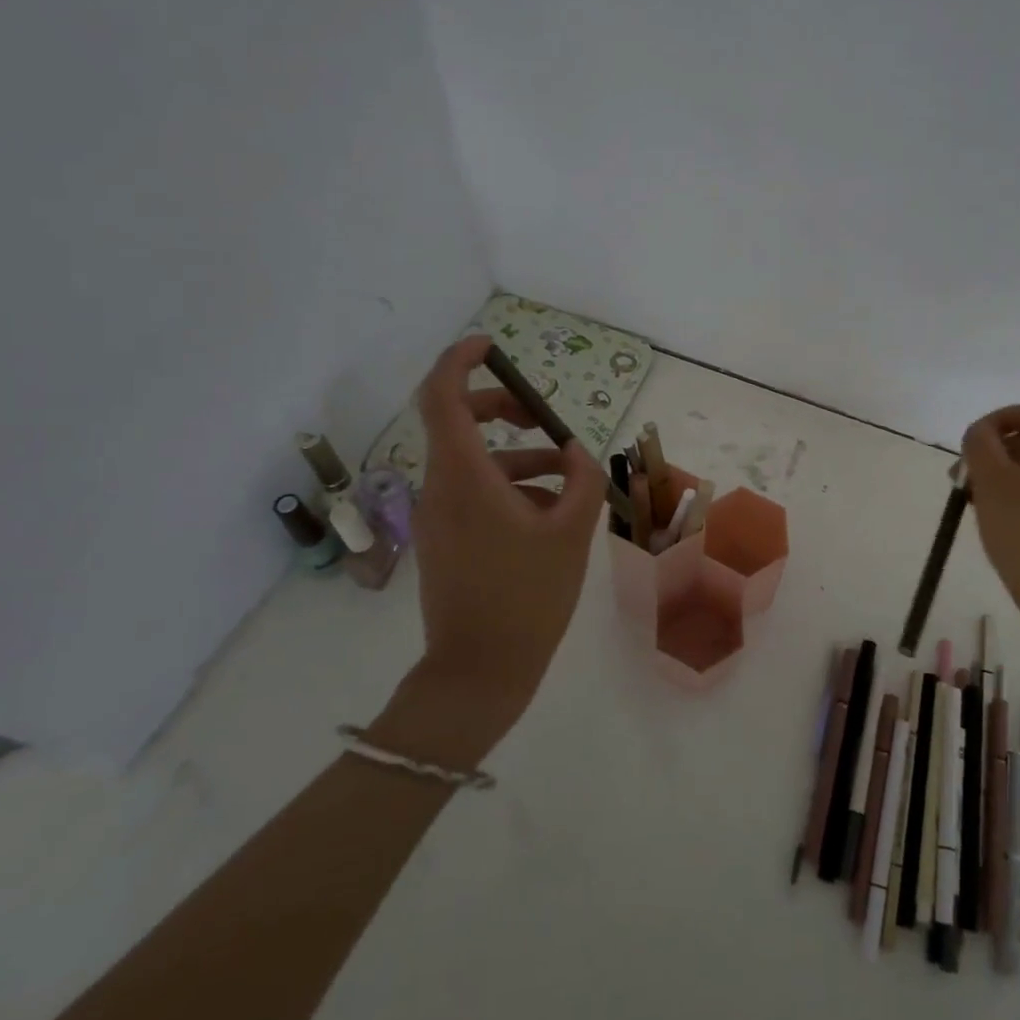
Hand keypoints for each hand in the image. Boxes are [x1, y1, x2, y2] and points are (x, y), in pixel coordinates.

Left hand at [373, 335, 605, 763]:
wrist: (479, 673)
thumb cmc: (527, 598)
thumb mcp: (571, 533)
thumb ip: (583, 479)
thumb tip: (575, 452)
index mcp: (464, 477)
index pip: (441, 396)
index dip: (460, 361)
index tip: (492, 347)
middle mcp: (440, 488)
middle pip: (456, 422)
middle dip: (500, 408)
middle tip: (542, 417)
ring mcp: (436, 516)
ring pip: (472, 461)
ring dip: (517, 455)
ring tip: (566, 476)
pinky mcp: (442, 539)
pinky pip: (472, 492)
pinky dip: (508, 486)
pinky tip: (549, 512)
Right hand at [962, 402, 1019, 632]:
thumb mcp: (992, 480)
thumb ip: (980, 444)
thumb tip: (980, 432)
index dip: (1000, 418)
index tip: (971, 443)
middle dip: (994, 450)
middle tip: (963, 477)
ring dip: (1001, 475)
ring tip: (973, 502)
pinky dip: (1017, 496)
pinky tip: (997, 523)